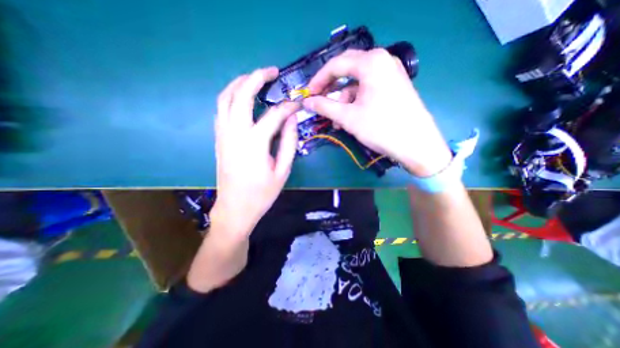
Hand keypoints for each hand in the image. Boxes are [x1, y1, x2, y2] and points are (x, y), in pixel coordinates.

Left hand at [212, 67, 301, 237]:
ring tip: (255, 77)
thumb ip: (289, 142)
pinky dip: (230, 96)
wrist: (235, 208)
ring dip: (239, 82)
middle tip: (272, 71)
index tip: (298, 104)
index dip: (288, 107)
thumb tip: (292, 119)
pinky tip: (241, 97)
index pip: (274, 115)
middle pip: (241, 94)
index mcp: (255, 143)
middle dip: (257, 77)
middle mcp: (235, 133)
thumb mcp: (283, 170)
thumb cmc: (262, 193)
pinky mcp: (218, 139)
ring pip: (225, 98)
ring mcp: (223, 134)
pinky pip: (221, 109)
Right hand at [305, 49, 451, 176]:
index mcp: (371, 63)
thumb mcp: (348, 117)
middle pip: (347, 70)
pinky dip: (356, 102)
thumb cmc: (380, 128)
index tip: (308, 95)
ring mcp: (390, 73)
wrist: (416, 144)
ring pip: (357, 83)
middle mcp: (382, 61)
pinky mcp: (394, 85)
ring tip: (337, 120)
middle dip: (331, 88)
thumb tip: (307, 102)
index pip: (336, 65)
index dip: (318, 80)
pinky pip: (368, 89)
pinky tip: (350, 118)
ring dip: (344, 100)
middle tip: (319, 101)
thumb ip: (324, 107)